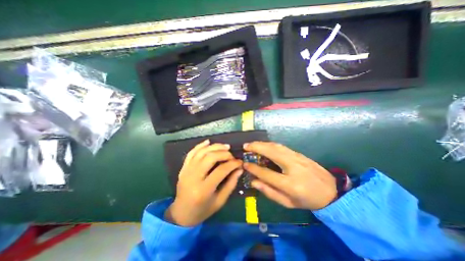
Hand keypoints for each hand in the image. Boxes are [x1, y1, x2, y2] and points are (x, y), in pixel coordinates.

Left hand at [164, 140, 243, 227]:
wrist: (181, 213)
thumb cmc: (203, 210)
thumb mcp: (220, 201)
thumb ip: (231, 184)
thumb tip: (239, 169)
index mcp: (203, 190)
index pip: (221, 170)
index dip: (232, 164)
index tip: (240, 162)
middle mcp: (193, 177)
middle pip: (210, 157)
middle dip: (224, 153)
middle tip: (231, 155)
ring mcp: (186, 171)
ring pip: (201, 152)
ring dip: (214, 147)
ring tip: (225, 146)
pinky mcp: (183, 168)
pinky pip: (191, 153)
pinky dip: (200, 145)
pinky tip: (208, 142)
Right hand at [242, 141, 335, 210]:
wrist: (331, 191)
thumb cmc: (307, 200)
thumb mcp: (288, 203)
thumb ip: (269, 192)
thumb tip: (253, 182)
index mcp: (290, 184)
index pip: (267, 173)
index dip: (254, 168)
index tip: (245, 164)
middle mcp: (293, 167)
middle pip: (271, 152)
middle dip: (256, 147)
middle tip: (245, 146)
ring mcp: (297, 158)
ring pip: (276, 146)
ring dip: (262, 143)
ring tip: (252, 144)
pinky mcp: (299, 154)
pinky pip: (281, 146)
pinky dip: (270, 144)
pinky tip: (264, 144)